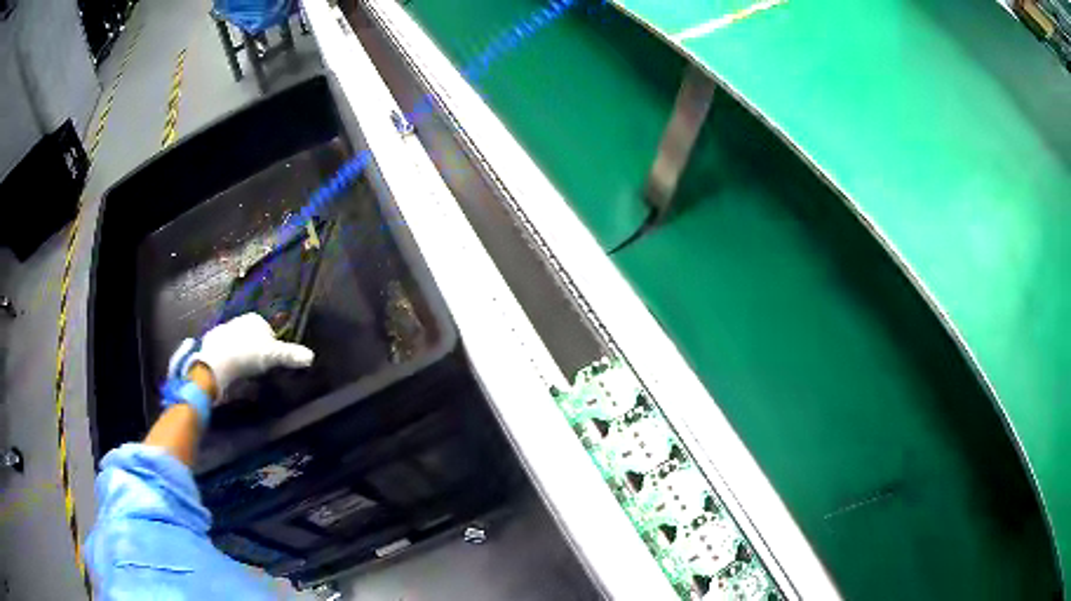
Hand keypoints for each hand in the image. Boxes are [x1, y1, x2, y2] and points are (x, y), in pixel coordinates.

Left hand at [168, 313, 314, 395]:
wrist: (217, 361)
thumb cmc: (247, 354)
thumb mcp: (273, 356)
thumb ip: (291, 355)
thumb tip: (312, 356)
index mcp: (254, 319)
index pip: (268, 331)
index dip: (271, 346)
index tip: (270, 362)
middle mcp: (238, 319)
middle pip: (251, 336)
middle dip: (254, 348)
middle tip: (257, 367)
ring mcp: (223, 330)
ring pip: (237, 342)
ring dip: (240, 353)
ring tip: (243, 371)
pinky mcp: (211, 342)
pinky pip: (224, 350)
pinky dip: (227, 359)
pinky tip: (230, 371)